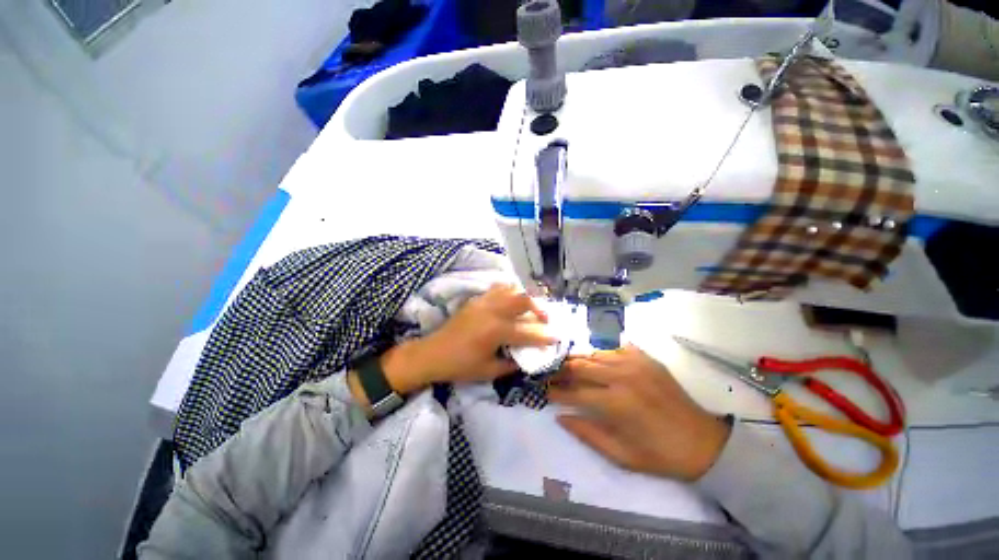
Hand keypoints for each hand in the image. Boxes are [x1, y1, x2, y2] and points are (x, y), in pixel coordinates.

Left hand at [411, 284, 555, 382]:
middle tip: (544, 318)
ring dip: (524, 297)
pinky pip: (496, 289)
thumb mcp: (489, 371)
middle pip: (523, 299)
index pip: (528, 332)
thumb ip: (511, 364)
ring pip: (510, 289)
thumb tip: (525, 357)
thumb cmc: (460, 365)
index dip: (545, 336)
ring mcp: (483, 302)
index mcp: (497, 331)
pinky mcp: (475, 300)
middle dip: (539, 308)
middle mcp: (493, 311)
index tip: (557, 337)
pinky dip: (508, 292)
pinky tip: (510, 301)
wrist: (433, 353)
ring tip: (528, 308)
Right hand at [549, 345, 730, 480]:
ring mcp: (635, 363)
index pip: (574, 392)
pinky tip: (597, 361)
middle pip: (580, 365)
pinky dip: (601, 353)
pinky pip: (614, 347)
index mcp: (616, 403)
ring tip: (569, 367)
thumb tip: (560, 416)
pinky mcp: (645, 358)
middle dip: (561, 371)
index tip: (545, 392)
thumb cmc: (659, 454)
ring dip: (579, 360)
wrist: (703, 442)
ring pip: (594, 353)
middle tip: (552, 376)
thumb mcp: (620, 455)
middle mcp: (622, 376)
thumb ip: (587, 433)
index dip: (556, 392)